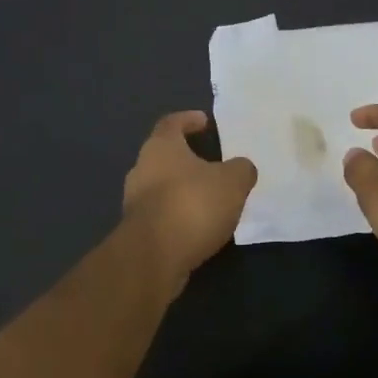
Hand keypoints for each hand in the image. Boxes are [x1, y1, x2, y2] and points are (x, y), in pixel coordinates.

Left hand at [120, 111, 257, 296]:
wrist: (153, 257)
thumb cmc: (192, 204)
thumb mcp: (232, 182)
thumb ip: (241, 169)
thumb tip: (241, 168)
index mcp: (161, 147)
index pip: (172, 122)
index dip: (188, 119)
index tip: (204, 121)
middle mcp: (142, 168)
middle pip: (164, 155)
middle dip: (186, 158)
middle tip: (212, 164)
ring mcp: (135, 201)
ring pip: (162, 186)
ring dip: (183, 189)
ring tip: (210, 198)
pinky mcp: (136, 231)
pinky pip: (161, 214)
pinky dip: (178, 215)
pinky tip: (198, 226)